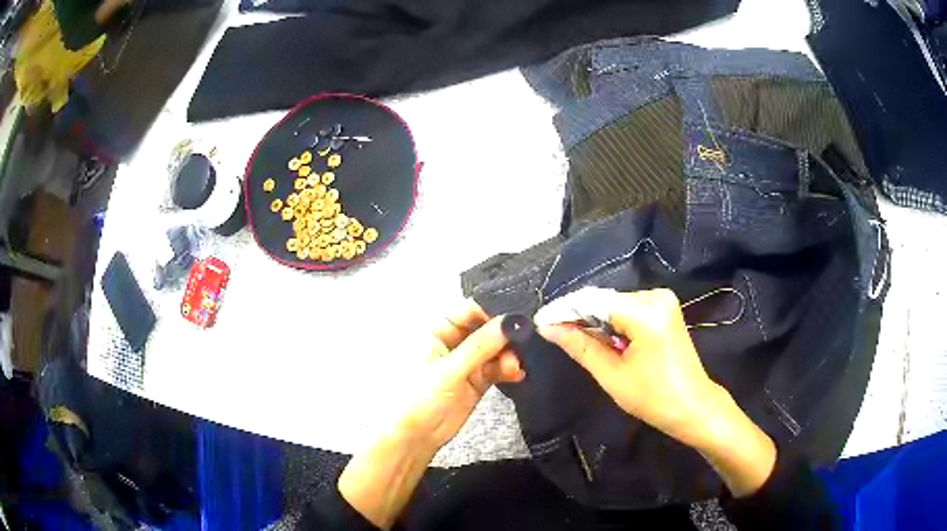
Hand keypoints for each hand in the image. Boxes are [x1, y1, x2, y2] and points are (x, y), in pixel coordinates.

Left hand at [339, 302, 522, 528]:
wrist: (414, 437)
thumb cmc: (418, 398)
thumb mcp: (449, 370)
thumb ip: (480, 346)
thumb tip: (508, 322)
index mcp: (437, 330)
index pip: (469, 310)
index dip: (491, 313)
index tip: (513, 322)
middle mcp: (452, 341)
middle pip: (486, 329)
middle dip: (505, 337)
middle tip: (522, 347)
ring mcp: (466, 362)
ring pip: (494, 349)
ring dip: (508, 355)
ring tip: (515, 368)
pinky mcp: (476, 380)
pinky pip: (497, 368)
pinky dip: (508, 369)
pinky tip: (517, 374)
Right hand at [538, 288, 775, 496]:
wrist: (693, 406)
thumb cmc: (654, 398)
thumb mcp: (612, 375)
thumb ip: (580, 346)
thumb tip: (548, 328)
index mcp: (645, 313)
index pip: (594, 302)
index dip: (564, 310)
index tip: (539, 320)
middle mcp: (655, 296)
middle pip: (604, 300)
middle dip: (577, 315)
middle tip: (551, 331)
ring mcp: (662, 300)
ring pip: (614, 304)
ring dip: (593, 319)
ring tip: (570, 336)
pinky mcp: (664, 308)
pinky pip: (628, 309)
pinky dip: (610, 321)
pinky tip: (597, 336)